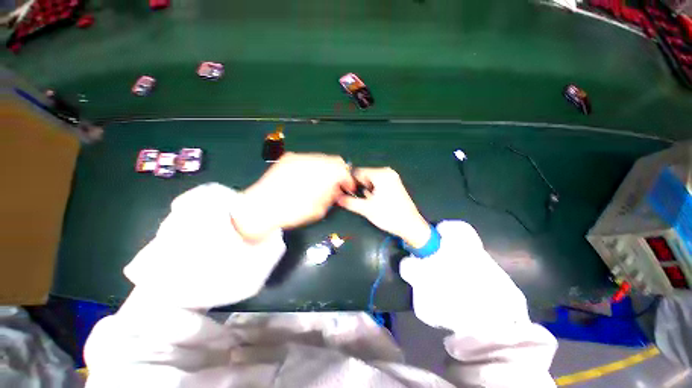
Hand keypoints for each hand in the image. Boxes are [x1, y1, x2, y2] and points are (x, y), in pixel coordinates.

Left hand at [232, 153, 354, 242]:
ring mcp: (299, 157)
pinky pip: (308, 159)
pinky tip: (308, 178)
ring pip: (321, 158)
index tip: (348, 188)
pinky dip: (313, 166)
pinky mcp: (288, 158)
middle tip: (337, 184)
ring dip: (326, 168)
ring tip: (322, 181)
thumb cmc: (291, 212)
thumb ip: (331, 196)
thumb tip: (337, 189)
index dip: (348, 179)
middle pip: (334, 160)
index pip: (343, 170)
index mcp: (321, 174)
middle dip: (338, 172)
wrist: (259, 208)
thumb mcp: (318, 210)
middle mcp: (312, 160)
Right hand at [337, 167, 430, 248]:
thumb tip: (337, 198)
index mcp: (381, 174)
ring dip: (365, 190)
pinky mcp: (394, 185)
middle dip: (358, 187)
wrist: (410, 226)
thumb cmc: (389, 215)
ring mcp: (392, 178)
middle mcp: (387, 173)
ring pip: (371, 181)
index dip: (349, 182)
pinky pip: (378, 184)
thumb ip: (349, 202)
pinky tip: (373, 201)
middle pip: (365, 176)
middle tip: (354, 198)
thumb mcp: (366, 209)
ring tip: (365, 202)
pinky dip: (373, 191)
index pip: (358, 172)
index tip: (343, 191)